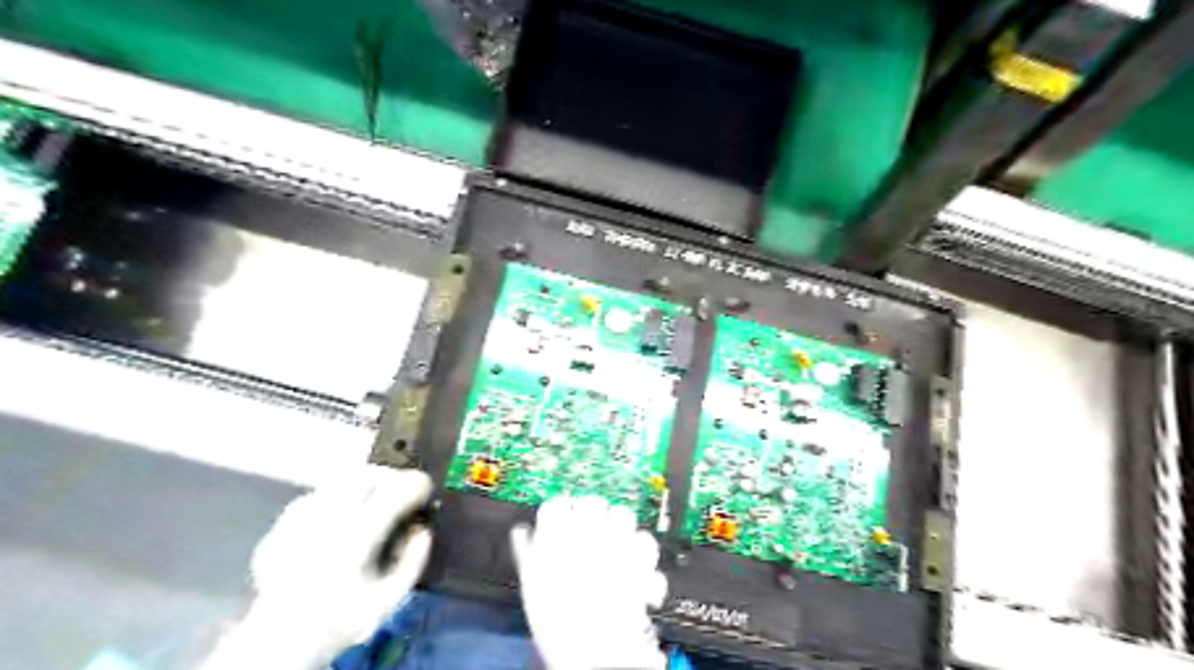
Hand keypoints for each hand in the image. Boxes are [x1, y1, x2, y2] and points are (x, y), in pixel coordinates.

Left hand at [202, 467, 431, 669]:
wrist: (281, 643)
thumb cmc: (343, 619)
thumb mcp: (389, 599)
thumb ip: (412, 563)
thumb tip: (422, 531)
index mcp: (356, 540)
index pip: (392, 495)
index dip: (413, 484)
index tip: (424, 485)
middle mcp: (326, 524)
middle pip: (364, 478)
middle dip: (388, 476)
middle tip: (400, 486)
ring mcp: (298, 524)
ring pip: (337, 483)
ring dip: (361, 483)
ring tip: (374, 494)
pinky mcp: (279, 529)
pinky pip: (313, 498)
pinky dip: (332, 498)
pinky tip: (339, 513)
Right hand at [507, 495, 668, 667]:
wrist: (593, 655)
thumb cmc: (559, 626)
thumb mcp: (531, 586)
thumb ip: (527, 552)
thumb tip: (523, 533)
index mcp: (554, 537)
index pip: (555, 504)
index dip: (560, 512)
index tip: (562, 519)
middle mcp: (586, 533)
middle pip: (591, 502)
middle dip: (592, 514)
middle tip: (590, 531)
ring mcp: (615, 541)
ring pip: (621, 513)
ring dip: (619, 525)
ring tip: (614, 543)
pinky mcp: (639, 557)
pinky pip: (644, 539)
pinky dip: (642, 550)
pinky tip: (635, 564)